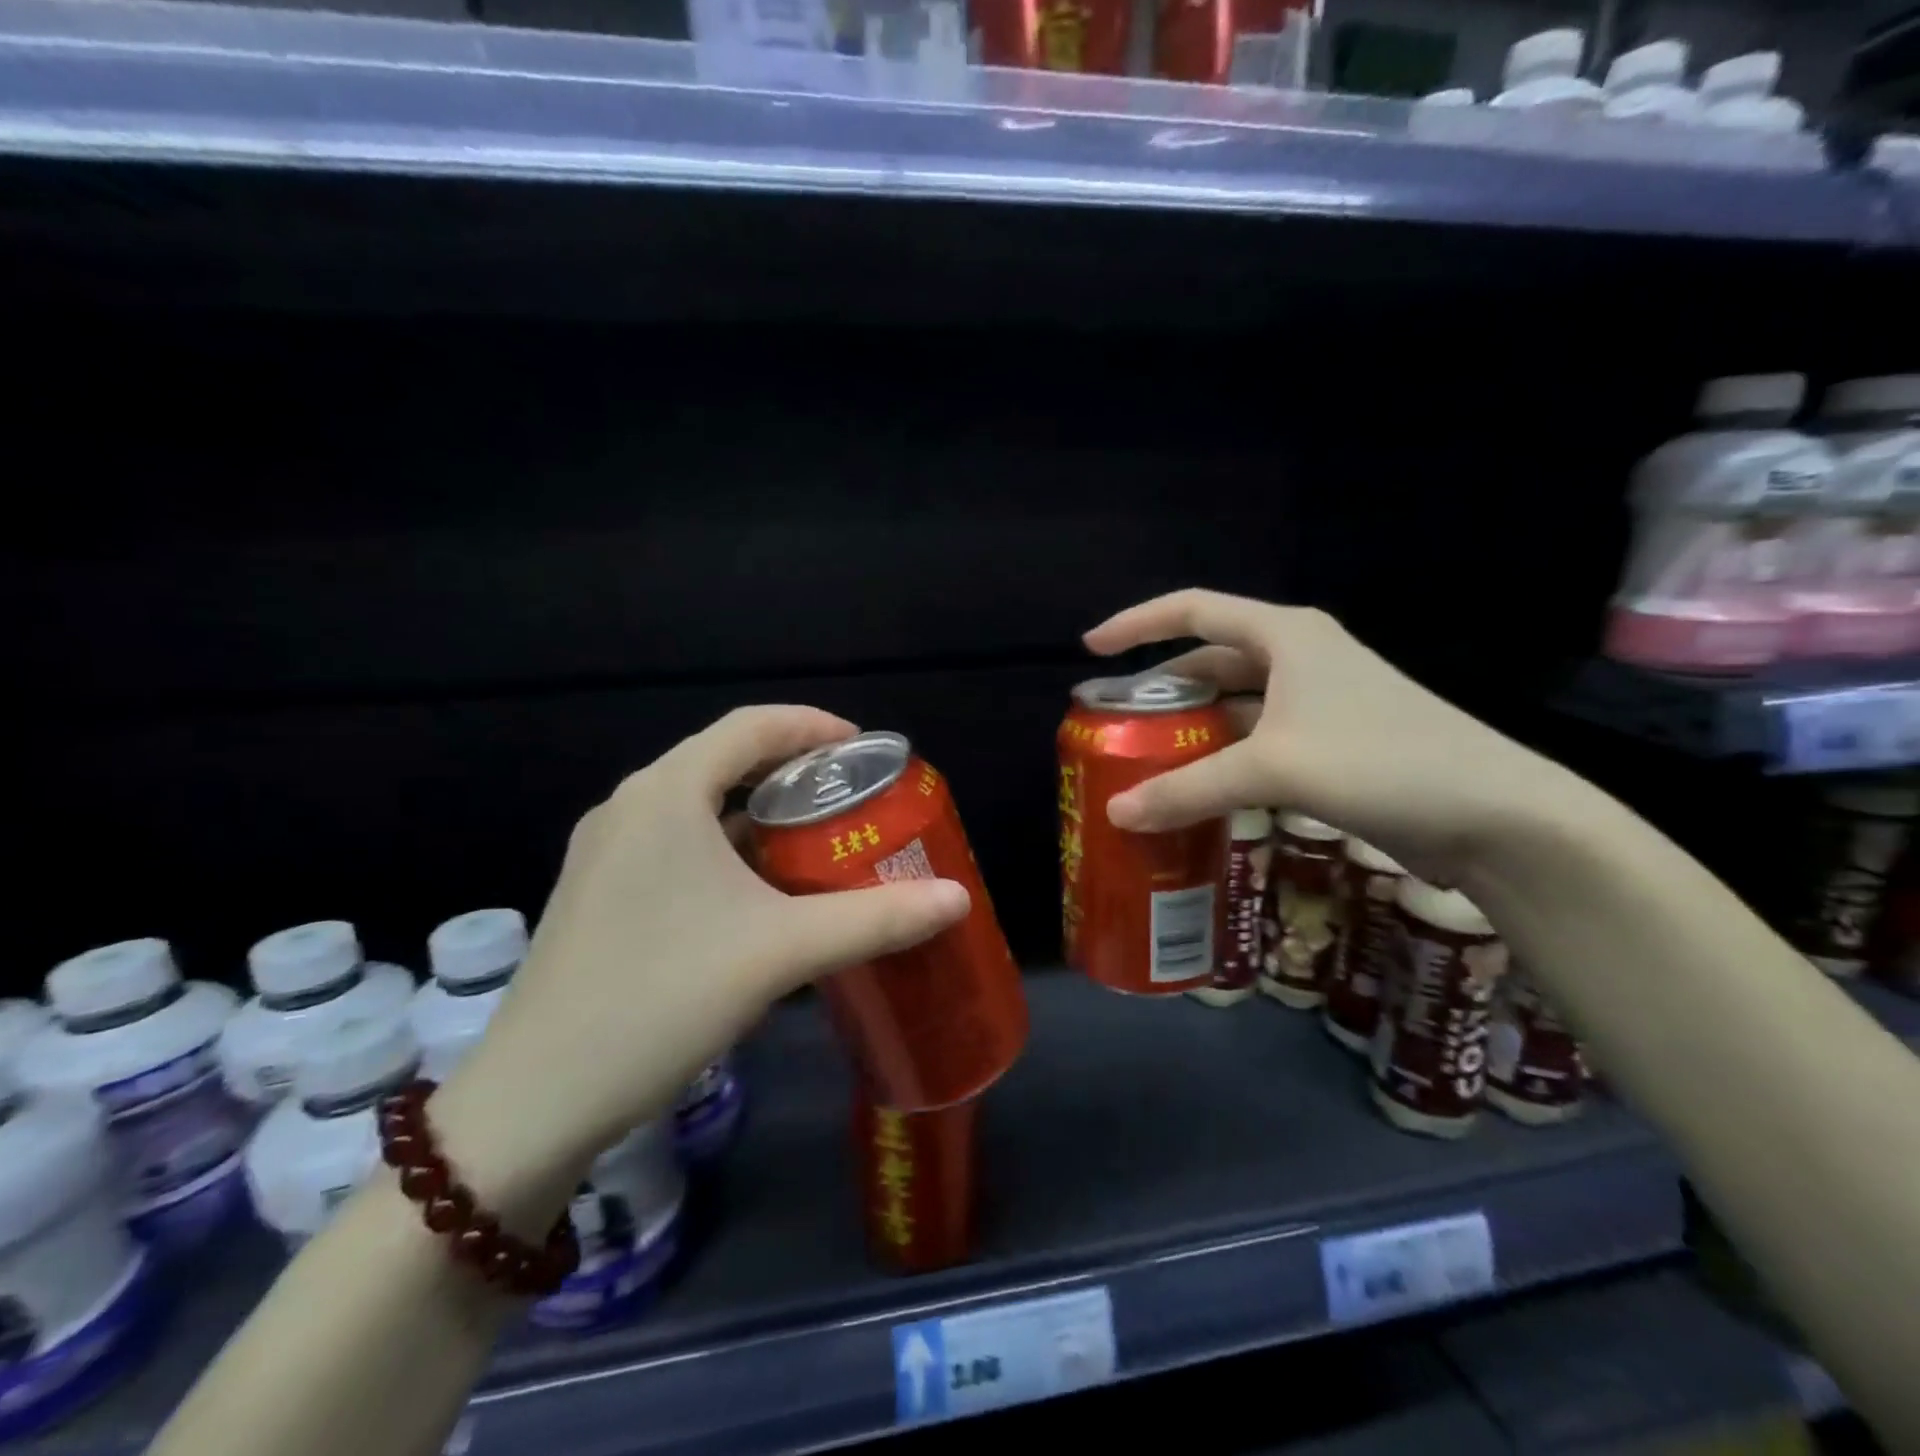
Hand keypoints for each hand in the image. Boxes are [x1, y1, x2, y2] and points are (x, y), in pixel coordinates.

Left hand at [428, 707, 970, 1212]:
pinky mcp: (598, 891)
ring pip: (698, 804)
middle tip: (851, 796)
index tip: (865, 750)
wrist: (536, 1100)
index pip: (752, 726)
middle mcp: (630, 806)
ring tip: (815, 837)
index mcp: (667, 793)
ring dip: (758, 811)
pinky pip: (675, 842)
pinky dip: (726, 846)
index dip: (814, 727)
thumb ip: (875, 919)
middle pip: (724, 758)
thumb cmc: (661, 999)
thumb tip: (957, 897)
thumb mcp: (781, 953)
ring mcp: (606, 851)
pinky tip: (758, 890)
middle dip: (793, 770)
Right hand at [1084, 589, 1579, 882]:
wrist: (1496, 815)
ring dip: (1192, 728)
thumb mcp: (1273, 769)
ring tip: (1146, 758)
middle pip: (1211, 659)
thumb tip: (1117, 814)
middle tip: (1116, 720)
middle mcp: (1300, 658)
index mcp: (1285, 636)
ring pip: (1234, 704)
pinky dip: (1223, 758)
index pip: (1193, 609)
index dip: (1137, 623)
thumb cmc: (1381, 762)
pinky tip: (1199, 789)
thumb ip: (1188, 789)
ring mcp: (1319, 701)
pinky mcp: (1333, 743)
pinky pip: (1257, 740)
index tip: (1092, 648)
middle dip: (1161, 687)